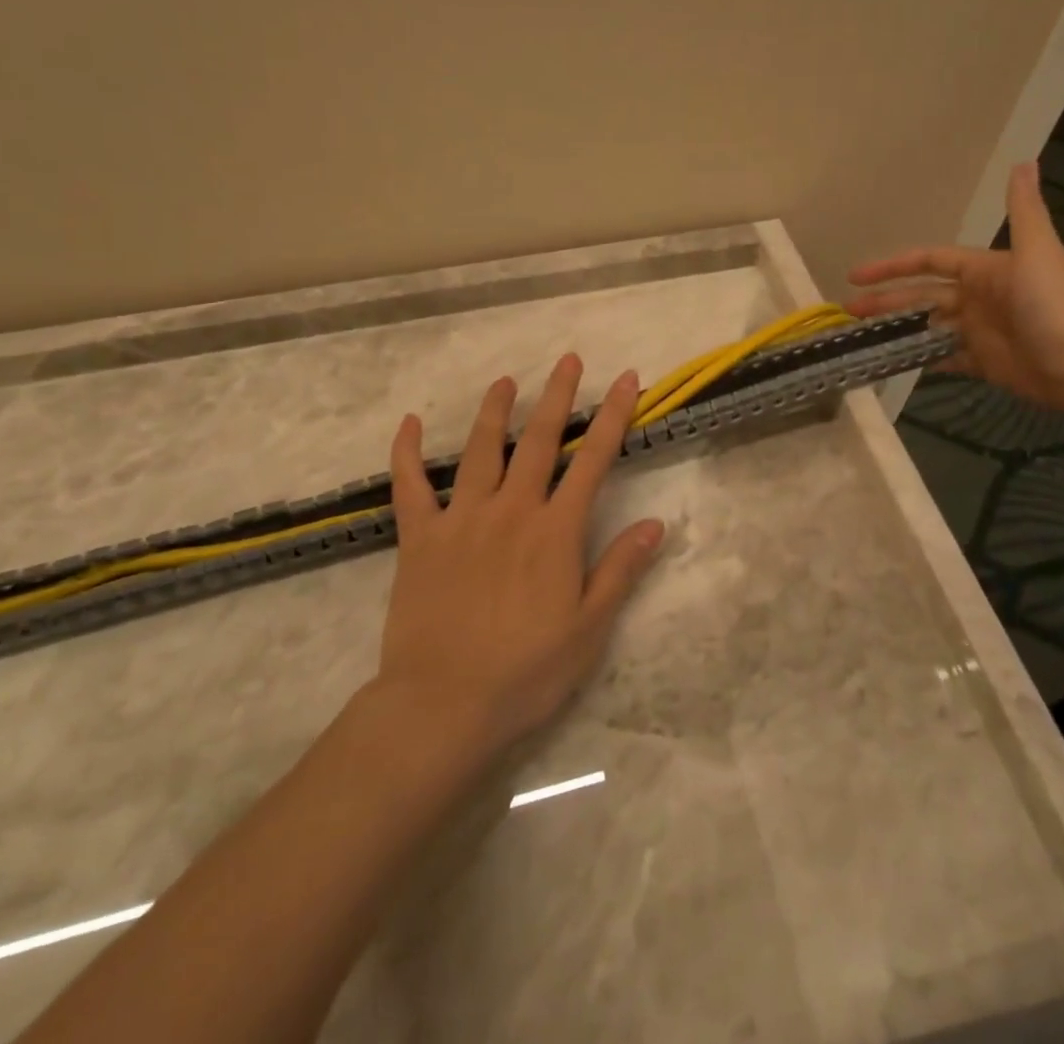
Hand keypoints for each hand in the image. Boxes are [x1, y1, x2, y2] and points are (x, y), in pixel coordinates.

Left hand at [372, 356, 665, 757]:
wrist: (444, 705)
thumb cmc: (526, 672)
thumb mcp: (589, 628)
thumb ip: (620, 570)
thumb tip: (655, 524)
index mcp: (555, 531)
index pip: (593, 460)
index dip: (613, 416)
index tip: (626, 380)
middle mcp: (511, 510)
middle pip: (539, 440)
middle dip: (557, 395)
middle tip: (568, 359)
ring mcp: (461, 519)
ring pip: (481, 450)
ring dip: (495, 410)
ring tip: (506, 380)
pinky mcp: (420, 538)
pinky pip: (411, 486)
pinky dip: (408, 453)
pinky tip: (410, 423)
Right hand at [847, 161, 1063, 420]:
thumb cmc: (1056, 306)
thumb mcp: (1037, 252)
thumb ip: (1023, 209)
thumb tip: (1023, 159)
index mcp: (985, 270)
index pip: (929, 261)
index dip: (893, 266)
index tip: (857, 275)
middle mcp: (979, 297)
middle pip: (922, 295)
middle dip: (886, 300)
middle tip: (849, 309)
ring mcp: (980, 331)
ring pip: (928, 325)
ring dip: (898, 327)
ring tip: (862, 334)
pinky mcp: (984, 363)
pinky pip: (945, 358)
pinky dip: (922, 357)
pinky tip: (895, 359)